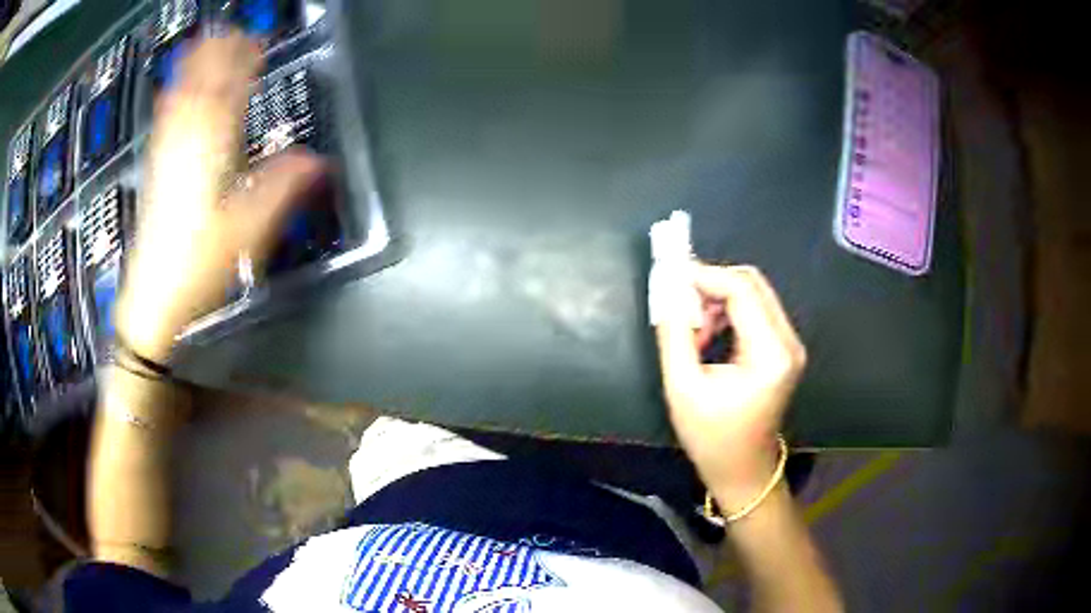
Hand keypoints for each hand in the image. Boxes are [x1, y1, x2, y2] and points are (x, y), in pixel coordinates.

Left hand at [115, 32, 324, 360]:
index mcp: (210, 152)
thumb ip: (283, 189)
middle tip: (235, 32)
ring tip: (207, 44)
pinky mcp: (155, 171)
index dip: (242, 62)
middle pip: (201, 86)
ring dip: (194, 67)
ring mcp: (166, 156)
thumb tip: (320, 161)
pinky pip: (164, 121)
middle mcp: (185, 145)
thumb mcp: (248, 232)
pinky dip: (173, 96)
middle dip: (218, 54)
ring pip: (179, 98)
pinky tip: (175, 89)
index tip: (258, 42)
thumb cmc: (198, 266)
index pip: (228, 92)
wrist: (153, 298)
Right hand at [655, 263, 805, 510]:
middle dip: (711, 284)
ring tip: (692, 329)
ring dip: (718, 299)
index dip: (704, 275)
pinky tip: (708, 334)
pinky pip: (756, 310)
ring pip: (753, 294)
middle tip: (679, 302)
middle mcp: (788, 341)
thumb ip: (674, 333)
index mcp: (770, 353)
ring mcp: (790, 344)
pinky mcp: (784, 348)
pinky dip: (728, 312)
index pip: (741, 289)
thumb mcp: (683, 387)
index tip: (670, 276)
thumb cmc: (711, 438)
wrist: (742, 470)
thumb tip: (667, 290)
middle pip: (752, 283)